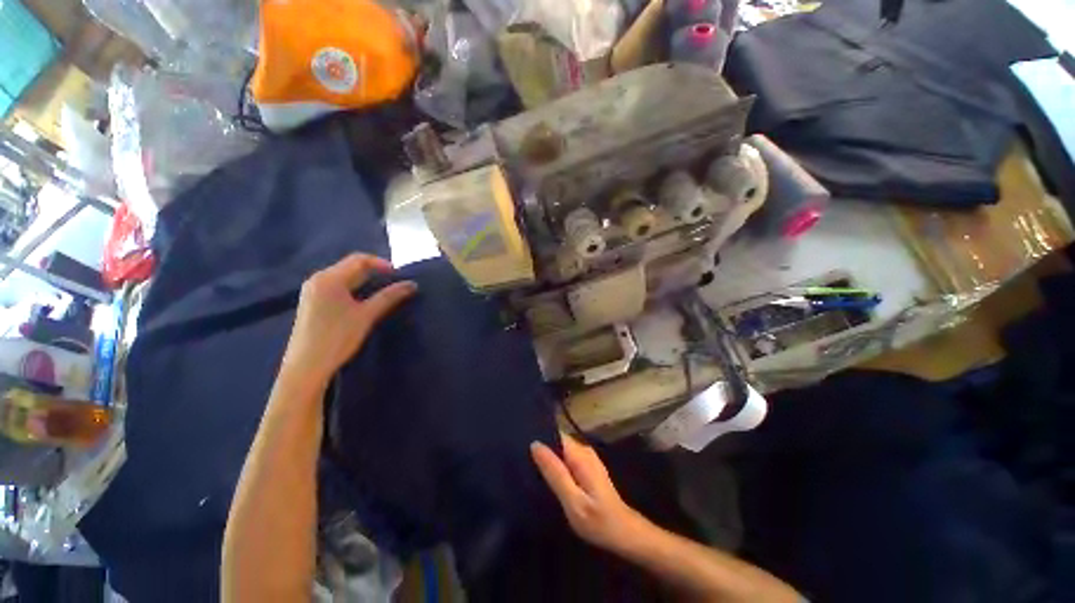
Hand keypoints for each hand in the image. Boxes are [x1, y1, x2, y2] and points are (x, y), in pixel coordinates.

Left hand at [284, 254, 416, 382]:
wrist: (306, 367)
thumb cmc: (337, 337)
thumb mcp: (366, 315)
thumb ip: (389, 297)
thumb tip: (412, 284)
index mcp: (329, 278)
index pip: (359, 259)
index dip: (382, 264)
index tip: (399, 276)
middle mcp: (318, 279)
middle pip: (350, 267)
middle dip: (375, 273)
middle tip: (395, 285)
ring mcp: (312, 291)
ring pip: (344, 278)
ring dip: (365, 282)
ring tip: (384, 293)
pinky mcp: (312, 303)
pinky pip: (337, 288)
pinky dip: (354, 290)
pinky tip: (363, 303)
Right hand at [531, 435, 654, 554]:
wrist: (624, 533)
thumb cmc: (598, 521)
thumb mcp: (573, 501)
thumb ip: (555, 472)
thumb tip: (535, 445)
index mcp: (580, 454)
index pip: (555, 434)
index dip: (539, 436)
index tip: (519, 442)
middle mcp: (584, 450)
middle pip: (558, 440)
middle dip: (542, 447)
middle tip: (520, 458)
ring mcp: (587, 458)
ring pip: (561, 449)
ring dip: (548, 457)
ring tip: (528, 465)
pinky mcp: (588, 467)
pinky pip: (567, 458)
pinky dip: (556, 464)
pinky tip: (546, 475)